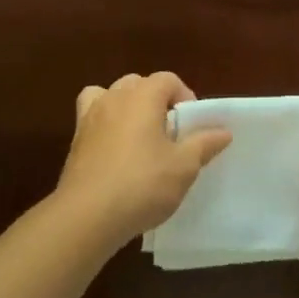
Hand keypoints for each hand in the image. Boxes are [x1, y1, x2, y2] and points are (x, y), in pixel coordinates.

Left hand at [55, 72, 230, 244]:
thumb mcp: (184, 167)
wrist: (86, 217)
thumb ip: (204, 144)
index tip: (191, 125)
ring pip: (111, 95)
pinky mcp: (75, 140)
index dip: (184, 96)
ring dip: (126, 106)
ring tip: (138, 134)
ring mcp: (90, 117)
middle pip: (139, 83)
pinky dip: (103, 122)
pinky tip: (112, 148)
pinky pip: (91, 117)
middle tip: (168, 131)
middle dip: (156, 100)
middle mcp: (115, 97)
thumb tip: (223, 131)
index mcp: (143, 96)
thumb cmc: (142, 184)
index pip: (168, 79)